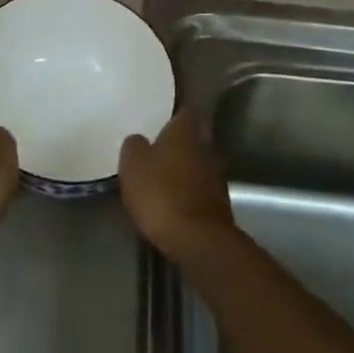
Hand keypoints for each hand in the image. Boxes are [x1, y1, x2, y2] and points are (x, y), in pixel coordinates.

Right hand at [119, 111, 234, 260]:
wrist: (198, 241)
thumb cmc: (161, 194)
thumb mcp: (133, 165)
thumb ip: (134, 146)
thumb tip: (139, 140)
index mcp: (185, 134)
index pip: (186, 111)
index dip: (177, 112)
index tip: (166, 114)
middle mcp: (206, 149)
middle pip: (195, 138)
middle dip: (181, 142)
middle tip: (161, 146)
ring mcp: (217, 179)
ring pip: (200, 164)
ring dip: (187, 169)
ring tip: (166, 176)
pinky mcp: (220, 206)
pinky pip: (202, 190)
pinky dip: (190, 192)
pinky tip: (176, 201)